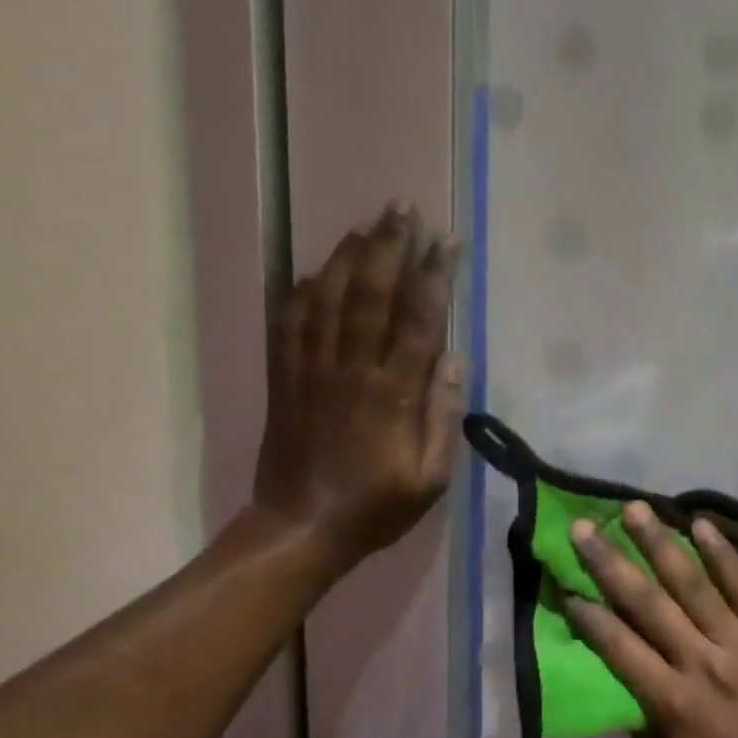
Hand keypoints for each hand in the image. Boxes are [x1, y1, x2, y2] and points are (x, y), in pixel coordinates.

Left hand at [253, 204, 461, 574]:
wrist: (300, 528)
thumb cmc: (376, 507)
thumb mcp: (430, 478)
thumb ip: (443, 418)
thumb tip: (455, 360)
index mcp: (393, 394)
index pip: (418, 320)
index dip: (434, 275)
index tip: (447, 241)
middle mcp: (351, 370)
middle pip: (370, 294)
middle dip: (388, 246)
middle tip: (402, 208)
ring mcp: (311, 371)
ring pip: (327, 298)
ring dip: (347, 256)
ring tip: (365, 225)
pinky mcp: (283, 379)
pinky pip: (288, 323)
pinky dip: (300, 291)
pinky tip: (313, 269)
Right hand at [564, 503, 737, 737]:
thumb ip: (644, 713)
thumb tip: (618, 672)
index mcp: (672, 700)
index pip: (621, 649)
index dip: (591, 618)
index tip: (565, 587)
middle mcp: (700, 661)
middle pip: (648, 605)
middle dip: (611, 564)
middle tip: (583, 528)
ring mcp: (736, 641)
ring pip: (692, 584)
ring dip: (661, 543)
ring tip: (636, 509)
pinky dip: (724, 554)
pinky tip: (703, 522)